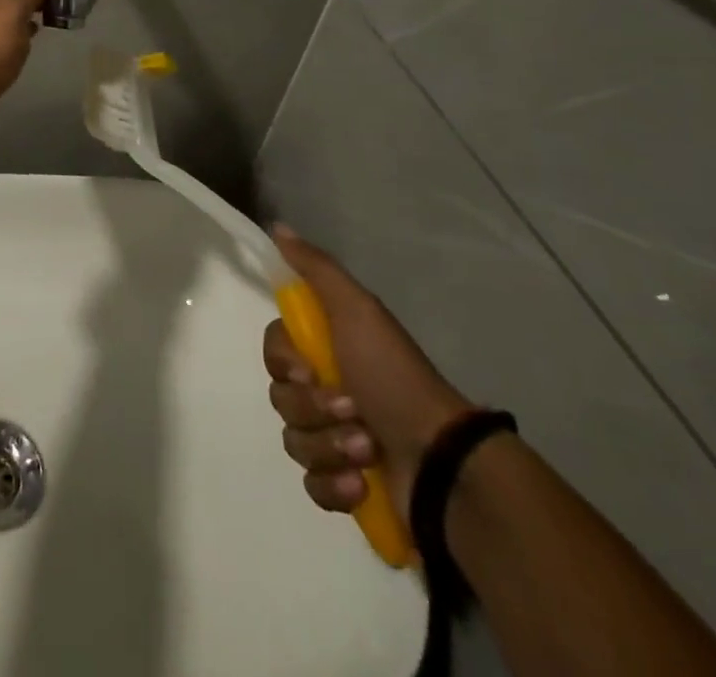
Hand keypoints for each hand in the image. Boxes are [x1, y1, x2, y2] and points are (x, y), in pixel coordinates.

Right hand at [264, 228, 472, 520]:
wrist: (441, 462)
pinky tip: (359, 486)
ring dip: (328, 446)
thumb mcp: (357, 309)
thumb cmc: (394, 377)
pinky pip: (311, 484)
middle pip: (281, 397)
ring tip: (366, 451)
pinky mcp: (345, 487)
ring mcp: (334, 440)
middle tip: (352, 411)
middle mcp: (326, 390)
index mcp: (326, 350)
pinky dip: (333, 486)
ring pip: (293, 441)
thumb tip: (277, 227)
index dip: (285, 363)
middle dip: (313, 409)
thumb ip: (315, 268)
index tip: (313, 370)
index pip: (274, 352)